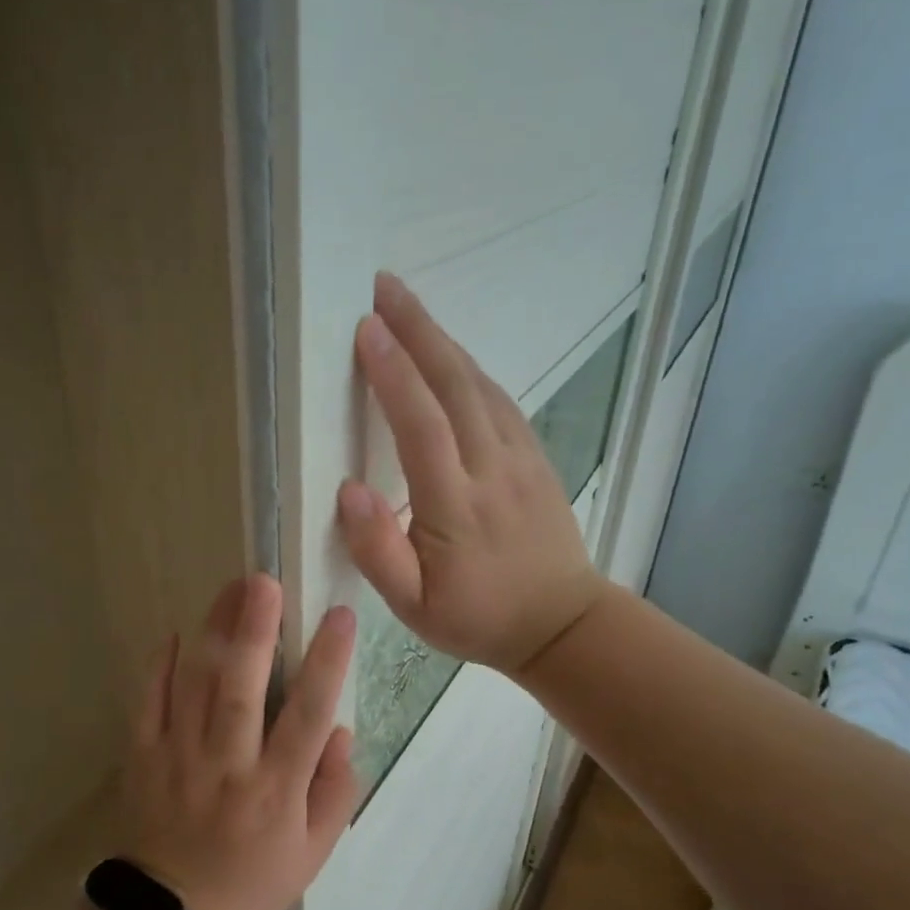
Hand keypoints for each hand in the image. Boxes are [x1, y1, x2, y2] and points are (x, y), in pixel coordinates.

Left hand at [121, 574, 358, 909]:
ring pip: (195, 685)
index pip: (308, 714)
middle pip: (241, 688)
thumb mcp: (313, 854)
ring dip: (213, 632)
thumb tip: (341, 732)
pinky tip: (173, 633)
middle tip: (265, 582)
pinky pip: (148, 704)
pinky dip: (158, 666)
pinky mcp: (143, 758)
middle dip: (255, 631)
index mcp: (276, 788)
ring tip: (229, 589)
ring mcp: (180, 758)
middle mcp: (229, 764)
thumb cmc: (251, 881)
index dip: (327, 662)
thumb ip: (335, 792)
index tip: (340, 616)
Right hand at [337, 272, 606, 674]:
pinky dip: (471, 368)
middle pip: (454, 386)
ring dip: (443, 340)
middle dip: (418, 330)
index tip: (365, 329)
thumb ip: (378, 553)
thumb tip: (349, 492)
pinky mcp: (536, 458)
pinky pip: (500, 400)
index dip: (393, 374)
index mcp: (456, 506)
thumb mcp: (414, 608)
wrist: (560, 623)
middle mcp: (492, 469)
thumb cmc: (477, 617)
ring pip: (480, 385)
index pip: (422, 426)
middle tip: (384, 287)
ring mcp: (521, 459)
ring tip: (409, 308)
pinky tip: (452, 354)